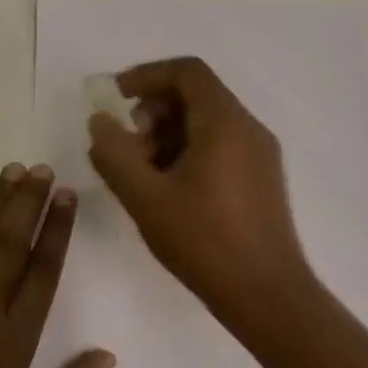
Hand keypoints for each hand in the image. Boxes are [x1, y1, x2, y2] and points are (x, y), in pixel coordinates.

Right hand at [87, 57, 314, 317]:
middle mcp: (248, 128)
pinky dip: (188, 151)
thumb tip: (100, 121)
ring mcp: (260, 154)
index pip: (186, 71)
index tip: (115, 98)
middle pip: (196, 94)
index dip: (146, 75)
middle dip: (153, 111)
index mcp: (224, 122)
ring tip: (143, 173)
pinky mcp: (261, 178)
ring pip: (207, 122)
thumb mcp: (146, 198)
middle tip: (127, 146)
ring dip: (168, 134)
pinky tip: (169, 189)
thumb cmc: (204, 242)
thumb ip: (115, 154)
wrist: (267, 296)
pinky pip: (221, 145)